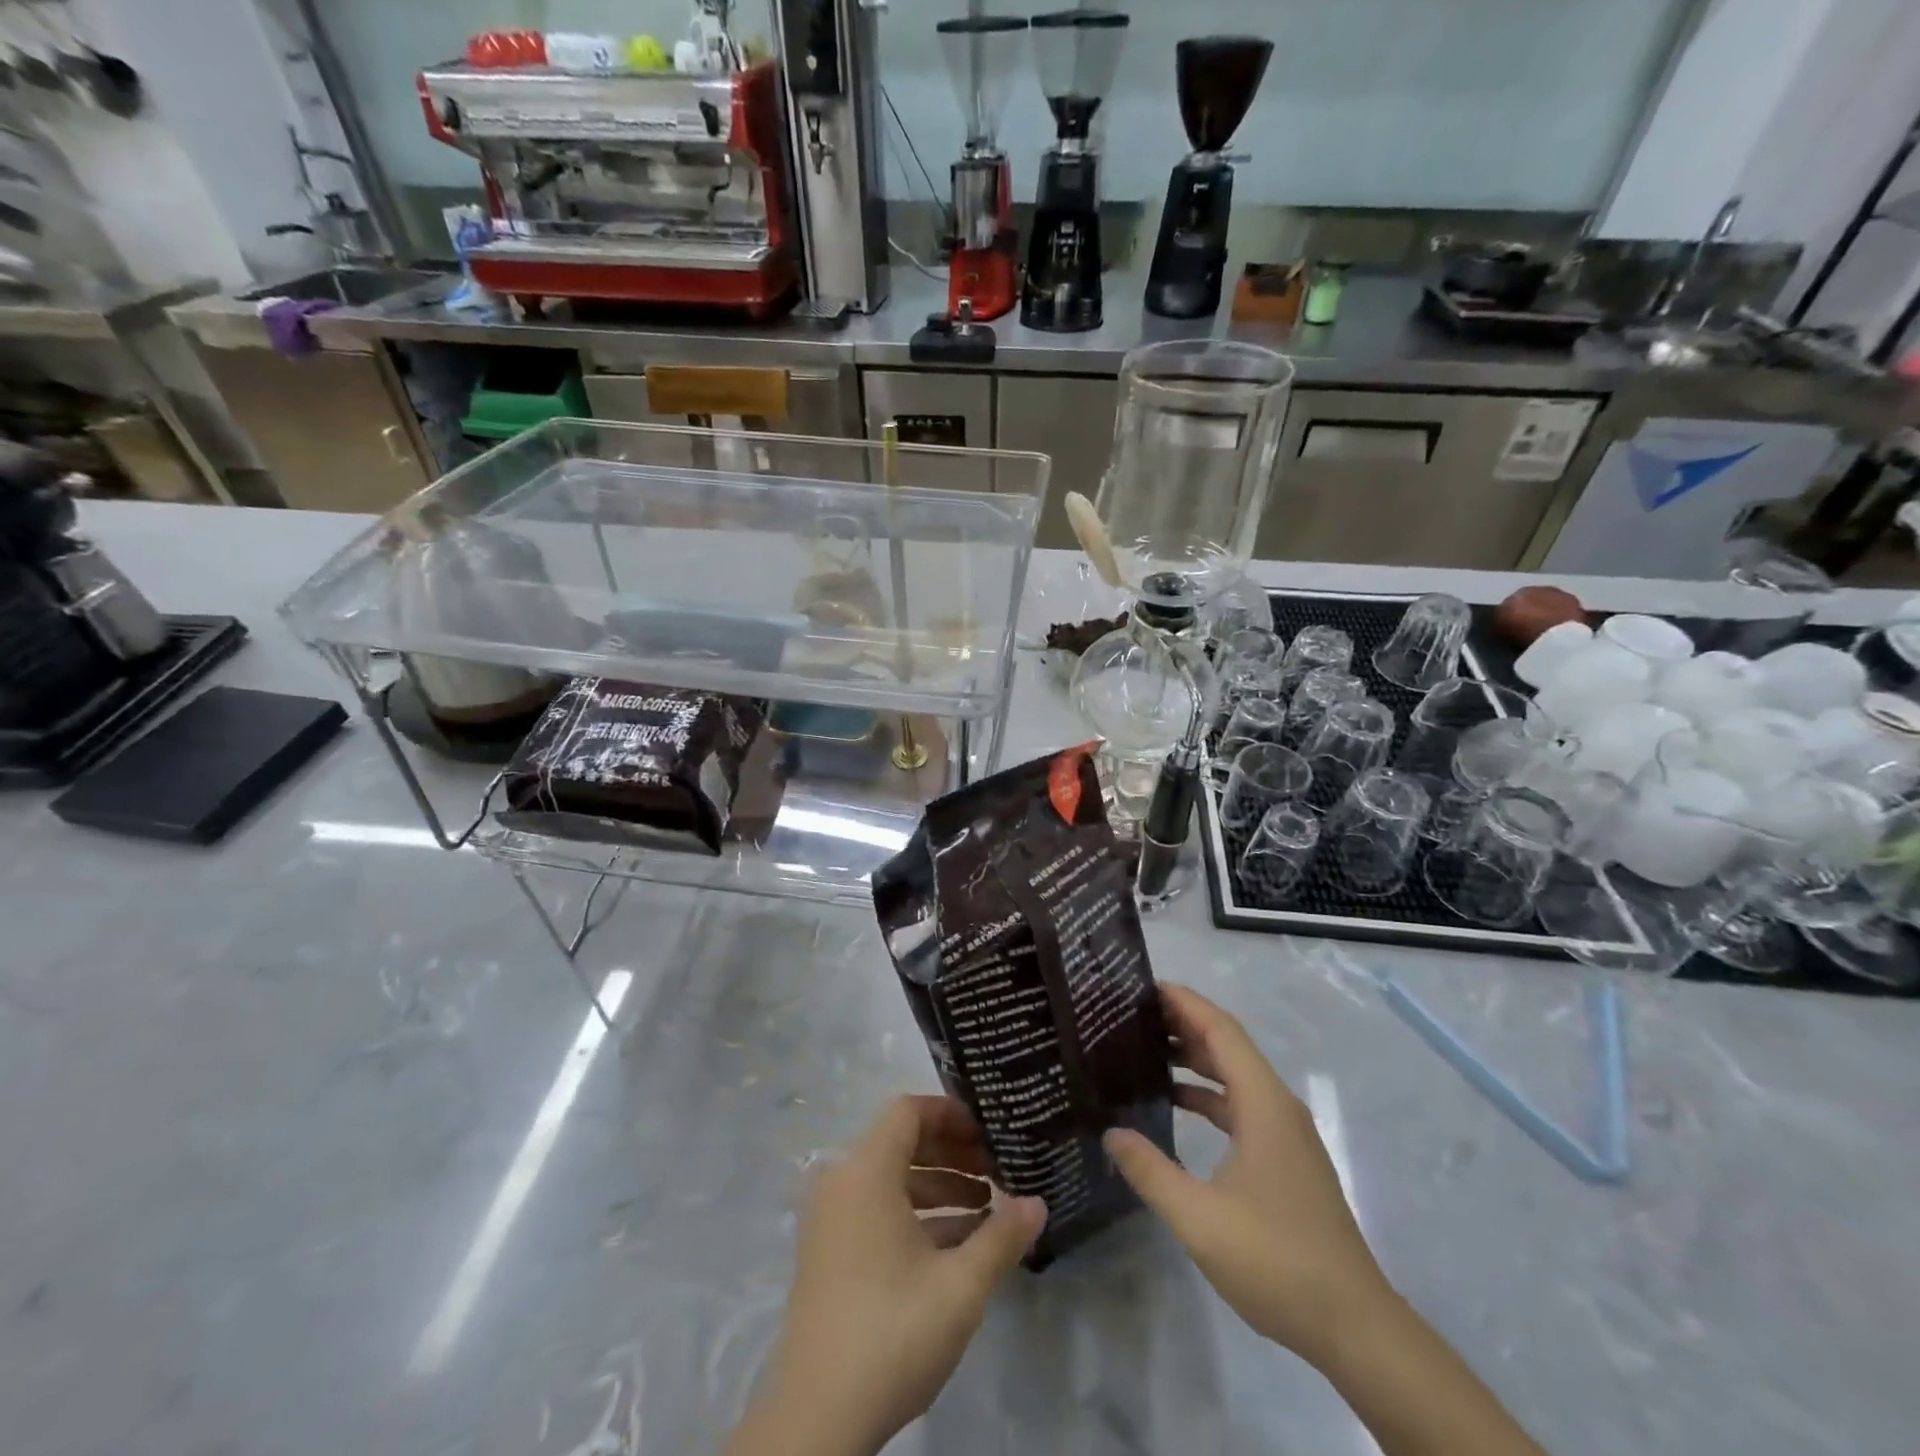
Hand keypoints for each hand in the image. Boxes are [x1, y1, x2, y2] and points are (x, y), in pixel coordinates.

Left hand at [731, 1096, 1045, 1455]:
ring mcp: (830, 1219)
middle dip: (952, 1153)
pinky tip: (957, 1244)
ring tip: (987, 1210)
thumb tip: (1037, 1203)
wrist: (817, 1420)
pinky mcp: (828, 1252)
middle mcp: (842, 1181)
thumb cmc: (892, 1332)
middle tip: (997, 1171)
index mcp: (865, 1170)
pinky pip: (876, 1210)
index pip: (908, 1110)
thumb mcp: (960, 1285)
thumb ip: (1002, 1237)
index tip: (989, 1133)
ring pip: (891, 1180)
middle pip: (901, 1142)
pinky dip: (915, 1215)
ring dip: (939, 1187)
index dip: (951, 1114)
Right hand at [1104, 984, 1391, 1368]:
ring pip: (1236, 1076)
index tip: (1143, 986)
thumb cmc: (1277, 1262)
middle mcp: (1277, 1106)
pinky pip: (1242, 1105)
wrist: (1354, 1326)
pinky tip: (1176, 1104)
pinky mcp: (1286, 1157)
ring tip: (1144, 1051)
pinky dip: (1208, 1094)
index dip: (1185, 1002)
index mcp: (1263, 1104)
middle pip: (1229, 1046)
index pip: (1221, 1031)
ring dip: (1195, 1059)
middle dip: (1183, 1024)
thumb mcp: (1199, 1218)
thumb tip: (1110, 1131)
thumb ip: (1150, 1170)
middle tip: (1131, 1016)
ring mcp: (1286, 1133)